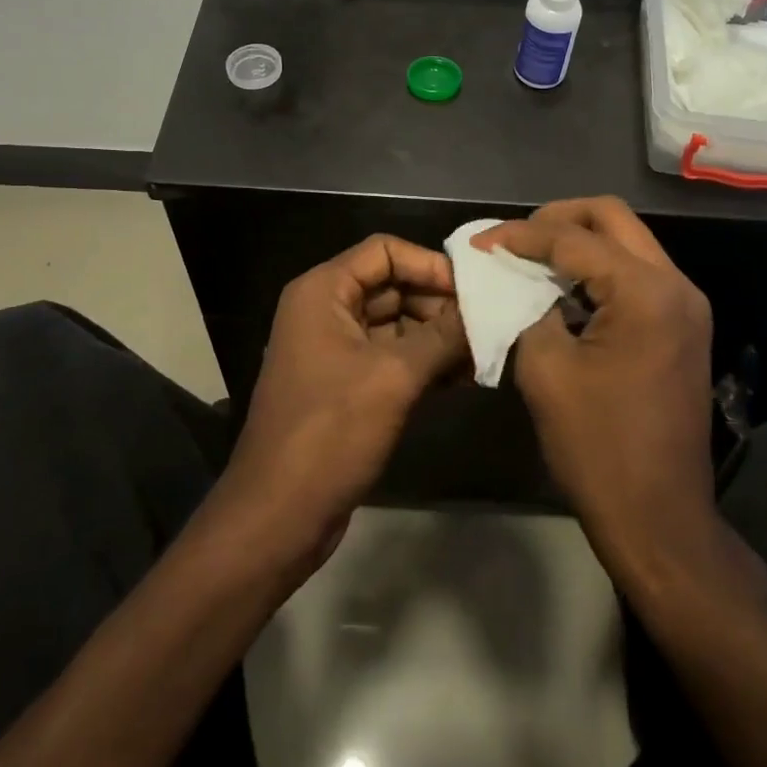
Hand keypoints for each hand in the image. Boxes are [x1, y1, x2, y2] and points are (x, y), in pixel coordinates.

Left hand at [216, 235, 467, 574]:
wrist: (278, 515)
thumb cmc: (330, 433)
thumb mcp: (394, 377)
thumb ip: (443, 337)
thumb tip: (487, 311)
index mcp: (323, 291)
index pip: (384, 251)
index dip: (430, 264)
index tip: (473, 291)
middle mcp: (326, 311)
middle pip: (392, 286)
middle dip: (439, 305)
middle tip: (488, 327)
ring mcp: (335, 349)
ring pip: (396, 324)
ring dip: (437, 337)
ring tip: (482, 356)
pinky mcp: (346, 385)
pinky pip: (391, 357)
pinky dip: (423, 363)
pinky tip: (461, 380)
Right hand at [474, 198, 732, 576]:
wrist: (659, 518)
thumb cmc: (598, 447)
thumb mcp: (546, 370)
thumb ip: (526, 308)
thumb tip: (512, 279)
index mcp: (646, 291)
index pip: (574, 238)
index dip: (520, 235)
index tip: (478, 242)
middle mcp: (676, 285)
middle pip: (612, 217)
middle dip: (556, 219)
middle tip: (512, 241)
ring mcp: (686, 306)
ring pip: (627, 242)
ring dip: (578, 242)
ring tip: (530, 260)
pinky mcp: (682, 327)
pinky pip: (636, 275)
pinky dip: (597, 270)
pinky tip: (562, 289)